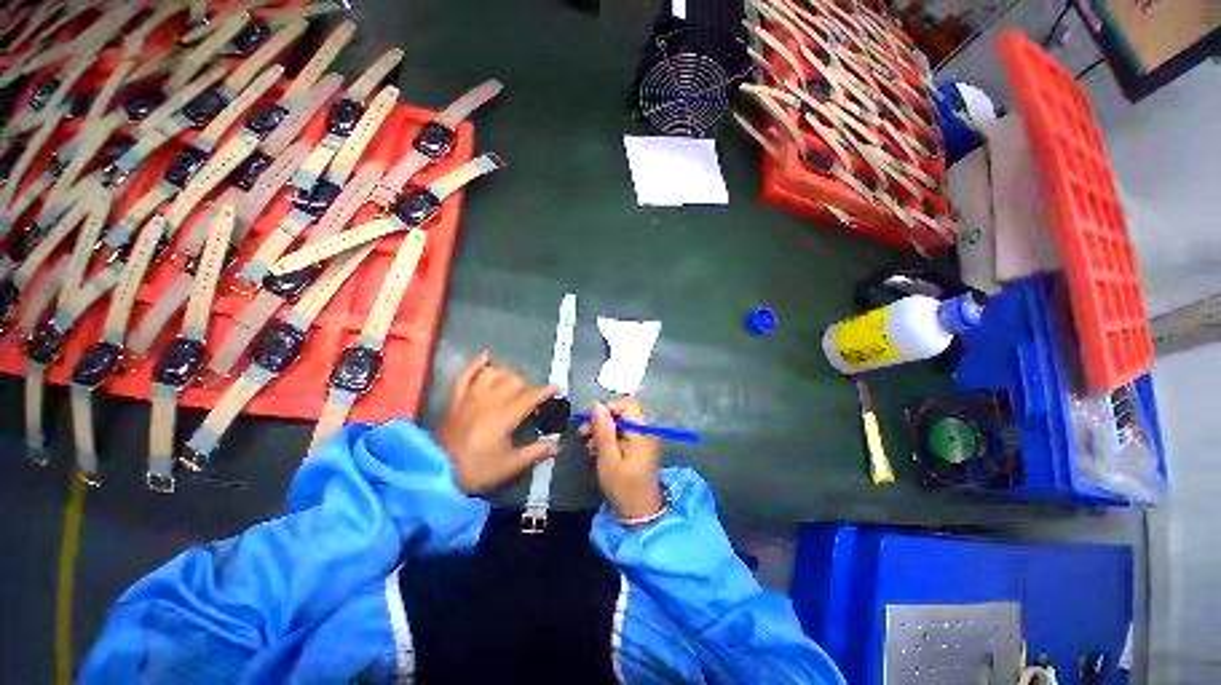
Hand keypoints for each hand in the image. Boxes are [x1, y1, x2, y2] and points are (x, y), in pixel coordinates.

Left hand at [437, 352, 558, 494]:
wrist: (435, 474)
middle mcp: (489, 400)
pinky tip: (487, 356)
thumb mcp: (508, 466)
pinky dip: (477, 363)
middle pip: (514, 380)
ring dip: (507, 374)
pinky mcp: (455, 398)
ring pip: (493, 373)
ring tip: (513, 382)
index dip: (545, 391)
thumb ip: (534, 453)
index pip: (530, 396)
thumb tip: (557, 446)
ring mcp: (470, 396)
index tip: (556, 389)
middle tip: (532, 397)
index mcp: (504, 416)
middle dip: (528, 385)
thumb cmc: (476, 470)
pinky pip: (466, 373)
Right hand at [580, 399, 663, 519]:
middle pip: (623, 414)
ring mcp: (643, 439)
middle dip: (602, 421)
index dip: (608, 409)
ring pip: (620, 424)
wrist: (639, 512)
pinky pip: (622, 434)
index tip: (590, 421)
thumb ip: (604, 431)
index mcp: (642, 432)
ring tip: (588, 445)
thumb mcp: (608, 458)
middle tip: (583, 433)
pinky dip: (609, 439)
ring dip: (603, 431)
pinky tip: (596, 450)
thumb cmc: (623, 486)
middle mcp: (645, 431)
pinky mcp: (638, 447)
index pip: (627, 405)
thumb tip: (597, 406)